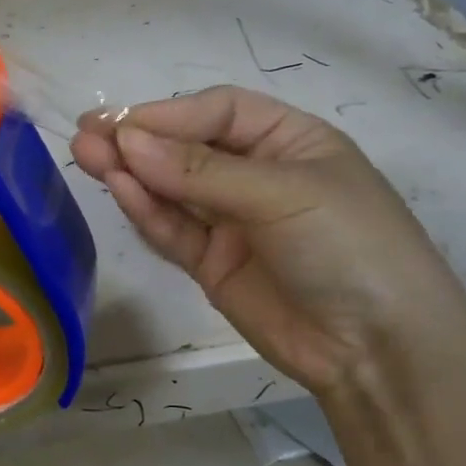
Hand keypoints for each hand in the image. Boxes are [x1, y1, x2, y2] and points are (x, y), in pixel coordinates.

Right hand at [71, 86, 465, 395]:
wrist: (380, 352)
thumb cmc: (349, 245)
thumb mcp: (282, 194)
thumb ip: (200, 171)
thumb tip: (127, 141)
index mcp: (289, 141)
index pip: (218, 112)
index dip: (169, 114)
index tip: (122, 123)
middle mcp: (256, 175)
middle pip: (187, 148)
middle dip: (140, 140)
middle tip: (86, 134)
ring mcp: (233, 221)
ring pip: (172, 189)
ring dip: (132, 172)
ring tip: (86, 155)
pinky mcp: (212, 263)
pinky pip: (173, 230)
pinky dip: (146, 211)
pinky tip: (119, 189)